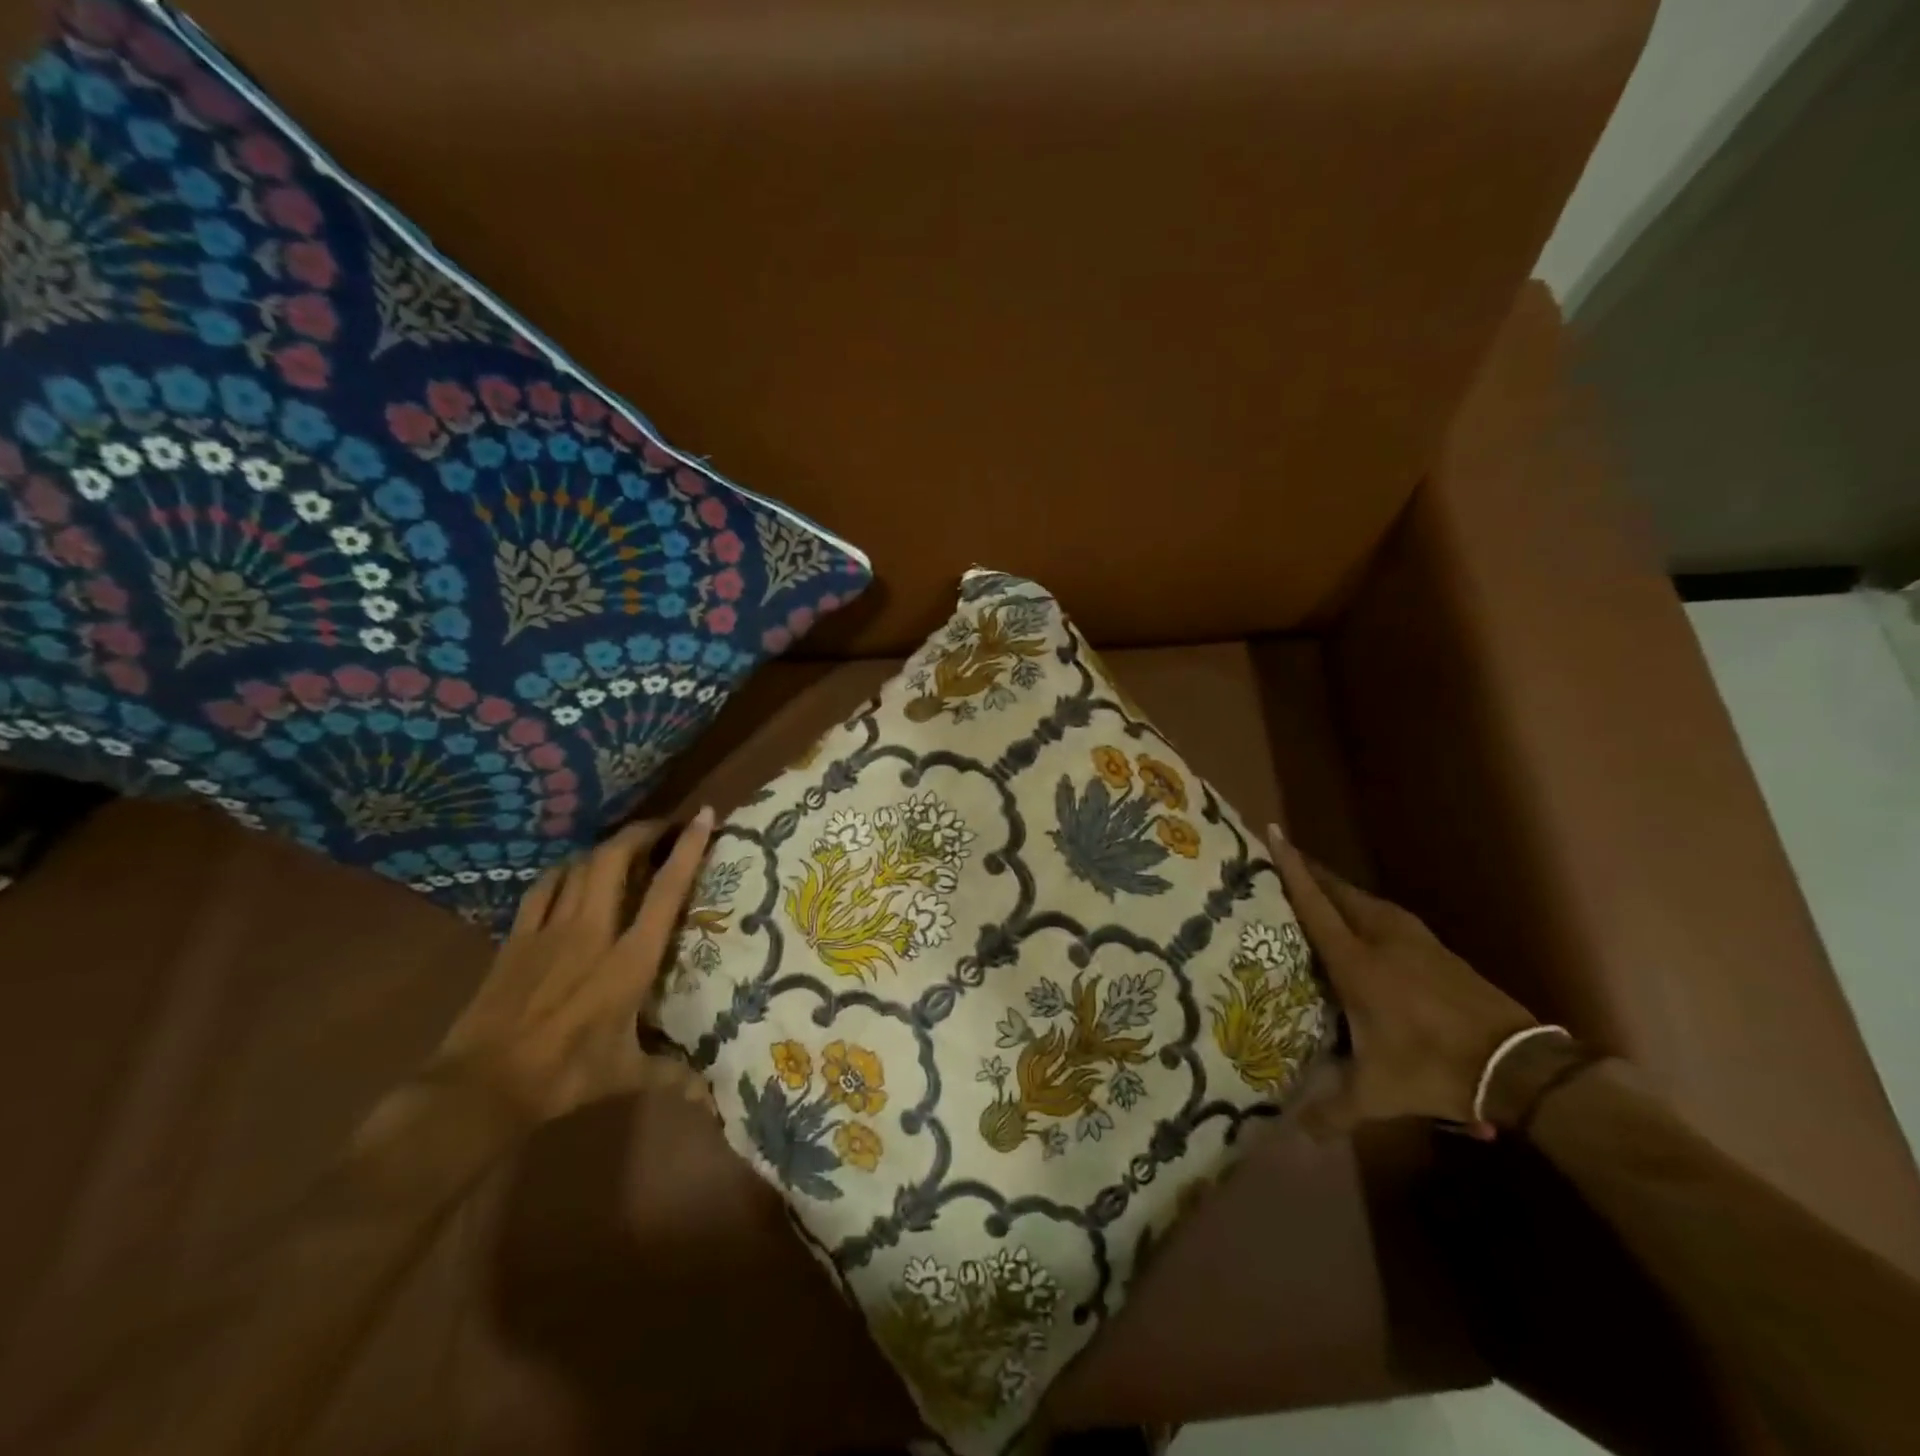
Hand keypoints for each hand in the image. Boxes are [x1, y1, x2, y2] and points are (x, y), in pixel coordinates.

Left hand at [435, 808, 715, 1123]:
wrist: (480, 1086)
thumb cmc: (563, 1076)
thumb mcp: (624, 1076)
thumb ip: (671, 1076)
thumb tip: (711, 1096)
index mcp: (629, 960)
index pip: (665, 891)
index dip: (686, 848)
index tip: (704, 816)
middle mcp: (593, 931)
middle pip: (615, 859)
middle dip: (641, 832)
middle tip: (664, 827)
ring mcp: (551, 929)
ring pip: (580, 865)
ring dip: (606, 847)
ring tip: (625, 846)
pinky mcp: (517, 937)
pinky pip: (544, 886)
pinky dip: (565, 870)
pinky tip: (572, 872)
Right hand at [1270, 826, 1536, 1136]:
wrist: (1518, 1066)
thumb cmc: (1435, 1068)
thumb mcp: (1379, 1094)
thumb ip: (1333, 1111)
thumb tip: (1296, 1136)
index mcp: (1358, 963)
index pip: (1316, 906)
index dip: (1292, 870)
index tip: (1274, 833)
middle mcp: (1383, 940)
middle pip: (1340, 892)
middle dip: (1311, 872)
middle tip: (1285, 859)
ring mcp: (1416, 941)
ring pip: (1367, 901)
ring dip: (1340, 889)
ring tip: (1320, 889)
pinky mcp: (1439, 950)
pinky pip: (1390, 915)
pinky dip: (1367, 909)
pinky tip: (1367, 922)